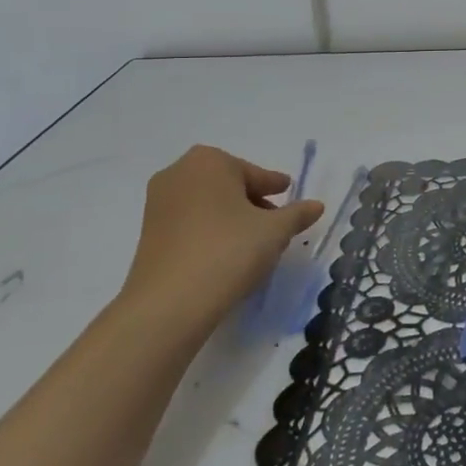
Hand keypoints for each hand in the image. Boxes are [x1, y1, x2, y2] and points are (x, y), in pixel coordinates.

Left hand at [120, 145, 323, 332]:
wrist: (170, 304)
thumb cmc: (228, 251)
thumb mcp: (275, 231)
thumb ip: (297, 214)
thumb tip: (316, 205)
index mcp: (209, 161)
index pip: (254, 173)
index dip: (274, 186)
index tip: (288, 194)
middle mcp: (178, 173)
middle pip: (229, 185)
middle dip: (252, 202)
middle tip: (274, 224)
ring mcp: (158, 204)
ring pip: (208, 204)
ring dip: (231, 218)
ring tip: (254, 244)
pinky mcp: (148, 233)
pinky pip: (190, 223)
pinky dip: (210, 232)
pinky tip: (226, 255)